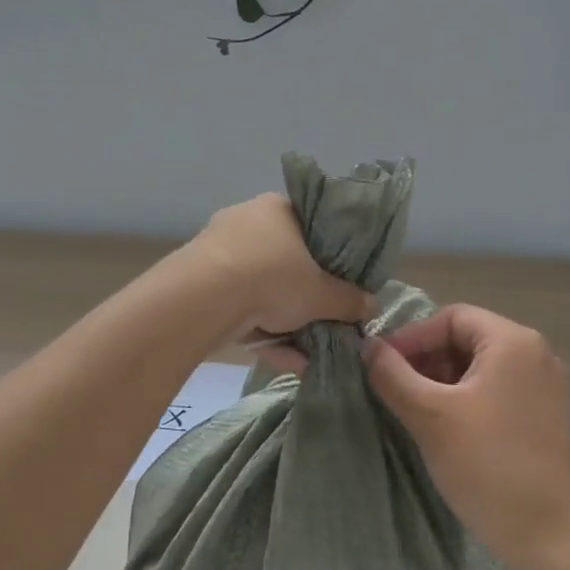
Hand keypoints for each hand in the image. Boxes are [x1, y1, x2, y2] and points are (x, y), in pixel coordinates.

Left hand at [186, 194, 371, 363]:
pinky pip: (240, 305)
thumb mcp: (323, 294)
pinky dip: (261, 331)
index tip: (340, 280)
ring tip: (308, 353)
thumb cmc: (272, 277)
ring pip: (261, 287)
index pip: (311, 224)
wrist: (203, 298)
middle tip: (324, 319)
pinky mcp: (199, 281)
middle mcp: (247, 220)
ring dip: (285, 320)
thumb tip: (370, 306)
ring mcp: (219, 250)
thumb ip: (349, 300)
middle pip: (286, 259)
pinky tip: (285, 361)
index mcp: (278, 208)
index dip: (329, 254)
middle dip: (305, 294)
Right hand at [364, 304, 569, 569]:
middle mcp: (535, 355)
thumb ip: (393, 374)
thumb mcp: (430, 416)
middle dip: (424, 360)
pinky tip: (444, 431)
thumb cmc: (490, 467)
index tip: (379, 365)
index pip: (450, 317)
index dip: (410, 337)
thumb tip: (367, 346)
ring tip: (412, 412)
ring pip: (479, 369)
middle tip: (392, 390)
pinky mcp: (545, 420)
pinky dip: (464, 401)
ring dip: (441, 383)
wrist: (556, 542)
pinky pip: (496, 393)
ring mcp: (544, 389)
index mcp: (512, 342)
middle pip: (466, 339)